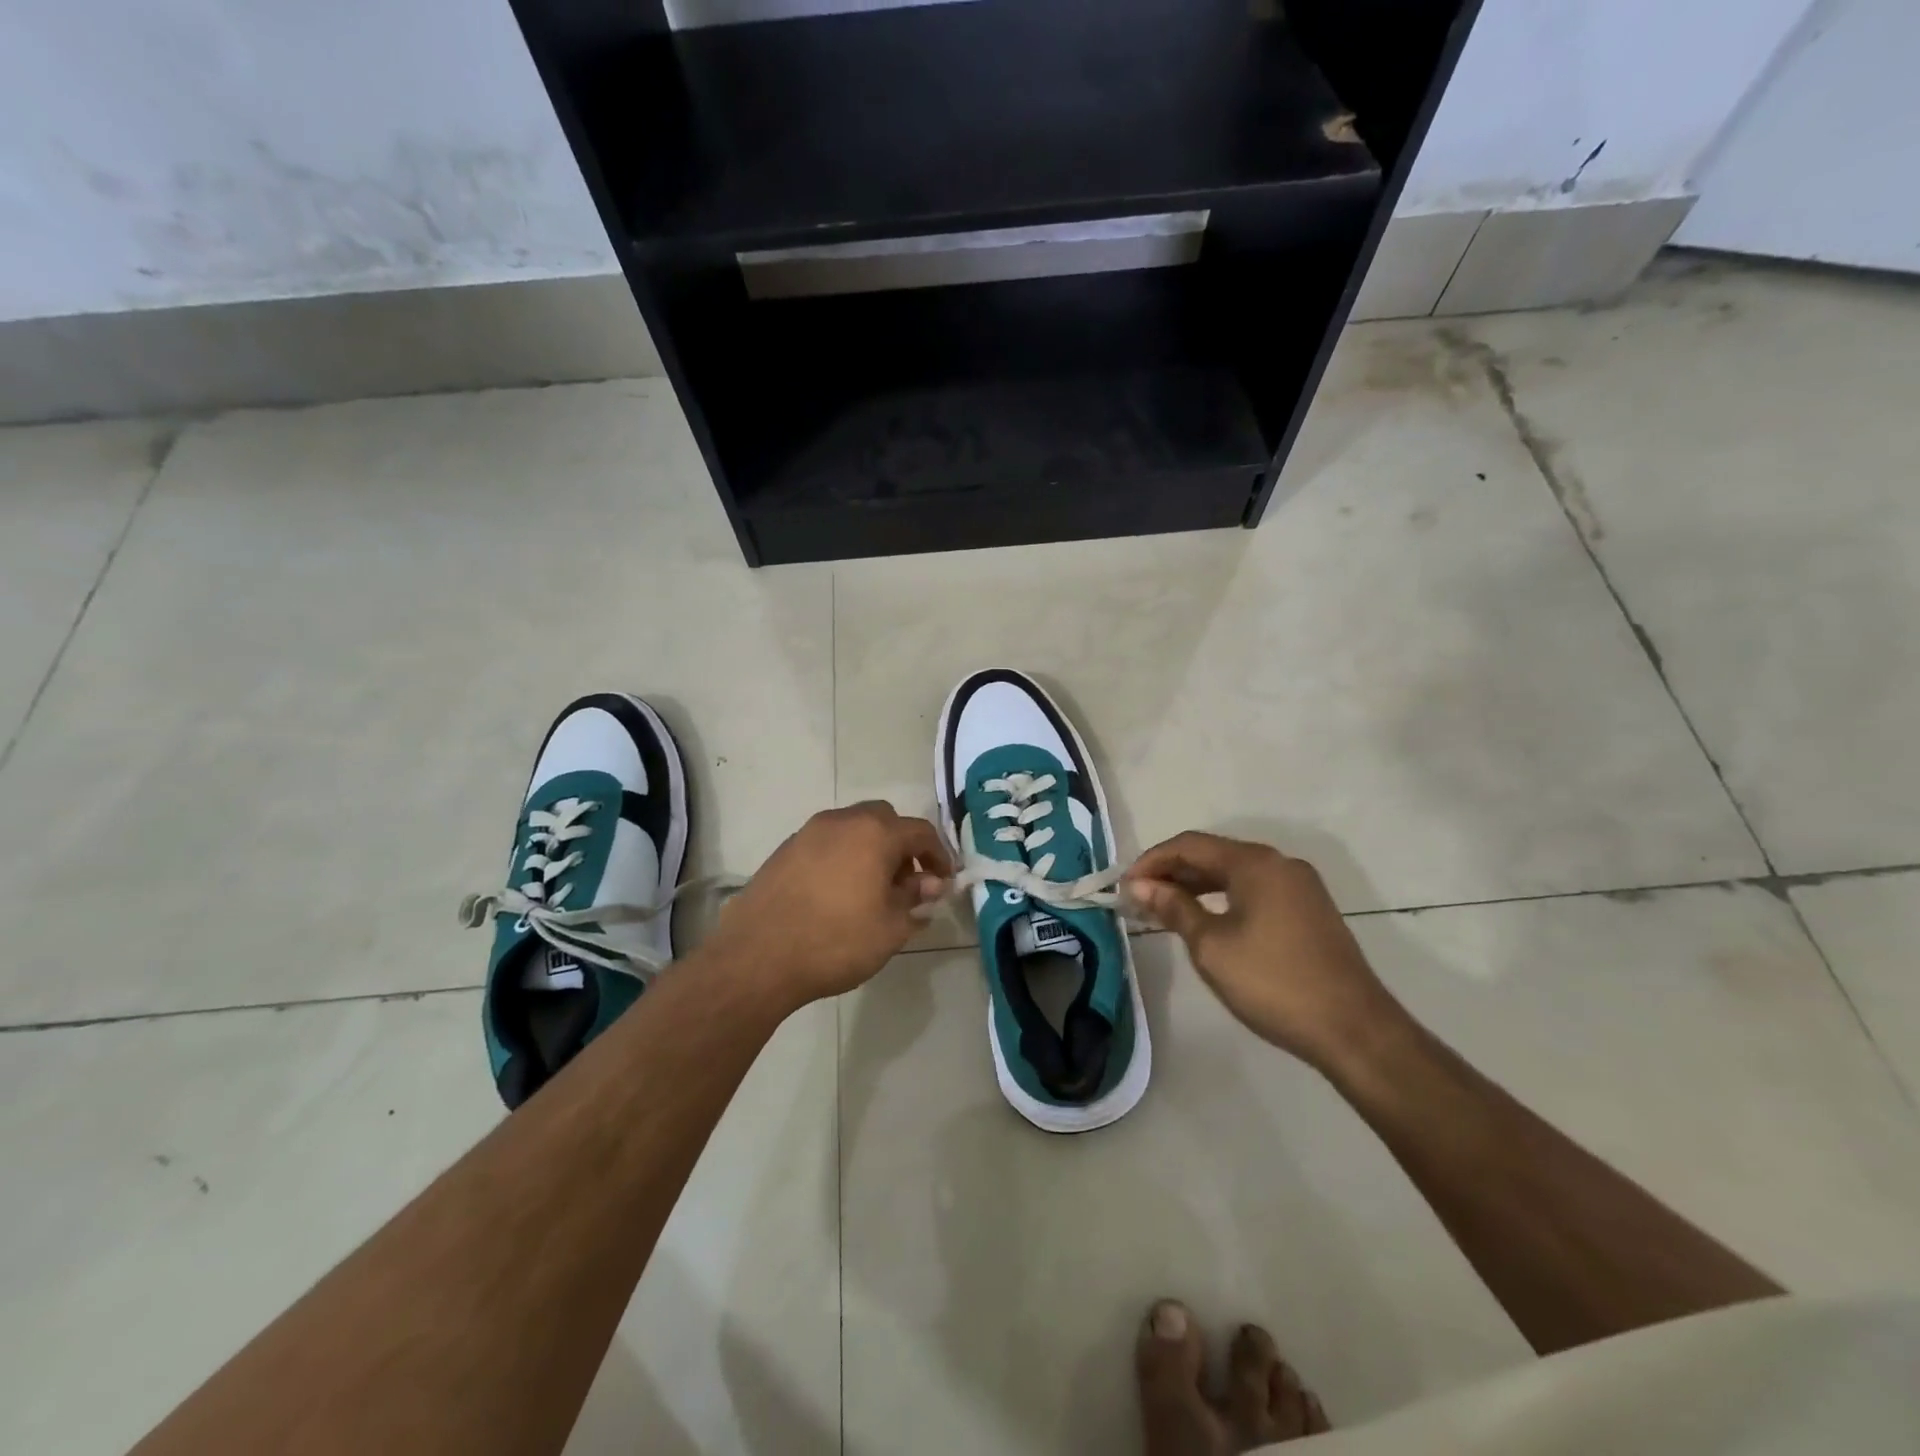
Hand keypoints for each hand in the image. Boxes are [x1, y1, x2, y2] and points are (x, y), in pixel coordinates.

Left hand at [706, 802, 951, 1009]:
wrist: (757, 957)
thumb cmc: (836, 941)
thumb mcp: (890, 927)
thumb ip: (915, 899)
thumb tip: (930, 884)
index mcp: (875, 833)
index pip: (920, 832)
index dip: (938, 855)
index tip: (943, 881)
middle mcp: (842, 821)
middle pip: (884, 820)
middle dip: (902, 845)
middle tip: (907, 881)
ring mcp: (808, 833)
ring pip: (852, 829)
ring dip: (870, 849)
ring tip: (872, 889)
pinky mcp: (784, 850)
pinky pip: (826, 844)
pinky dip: (842, 857)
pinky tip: (838, 893)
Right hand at [1123, 832, 1402, 1070]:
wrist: (1353, 1029)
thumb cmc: (1273, 982)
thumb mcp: (1211, 946)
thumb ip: (1174, 908)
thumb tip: (1142, 886)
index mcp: (1255, 863)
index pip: (1190, 845)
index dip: (1152, 861)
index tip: (1123, 886)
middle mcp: (1279, 863)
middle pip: (1213, 855)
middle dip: (1172, 873)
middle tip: (1139, 898)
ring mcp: (1299, 887)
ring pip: (1235, 874)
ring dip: (1196, 886)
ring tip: (1164, 909)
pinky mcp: (1310, 911)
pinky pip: (1255, 891)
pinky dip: (1223, 899)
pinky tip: (1206, 920)